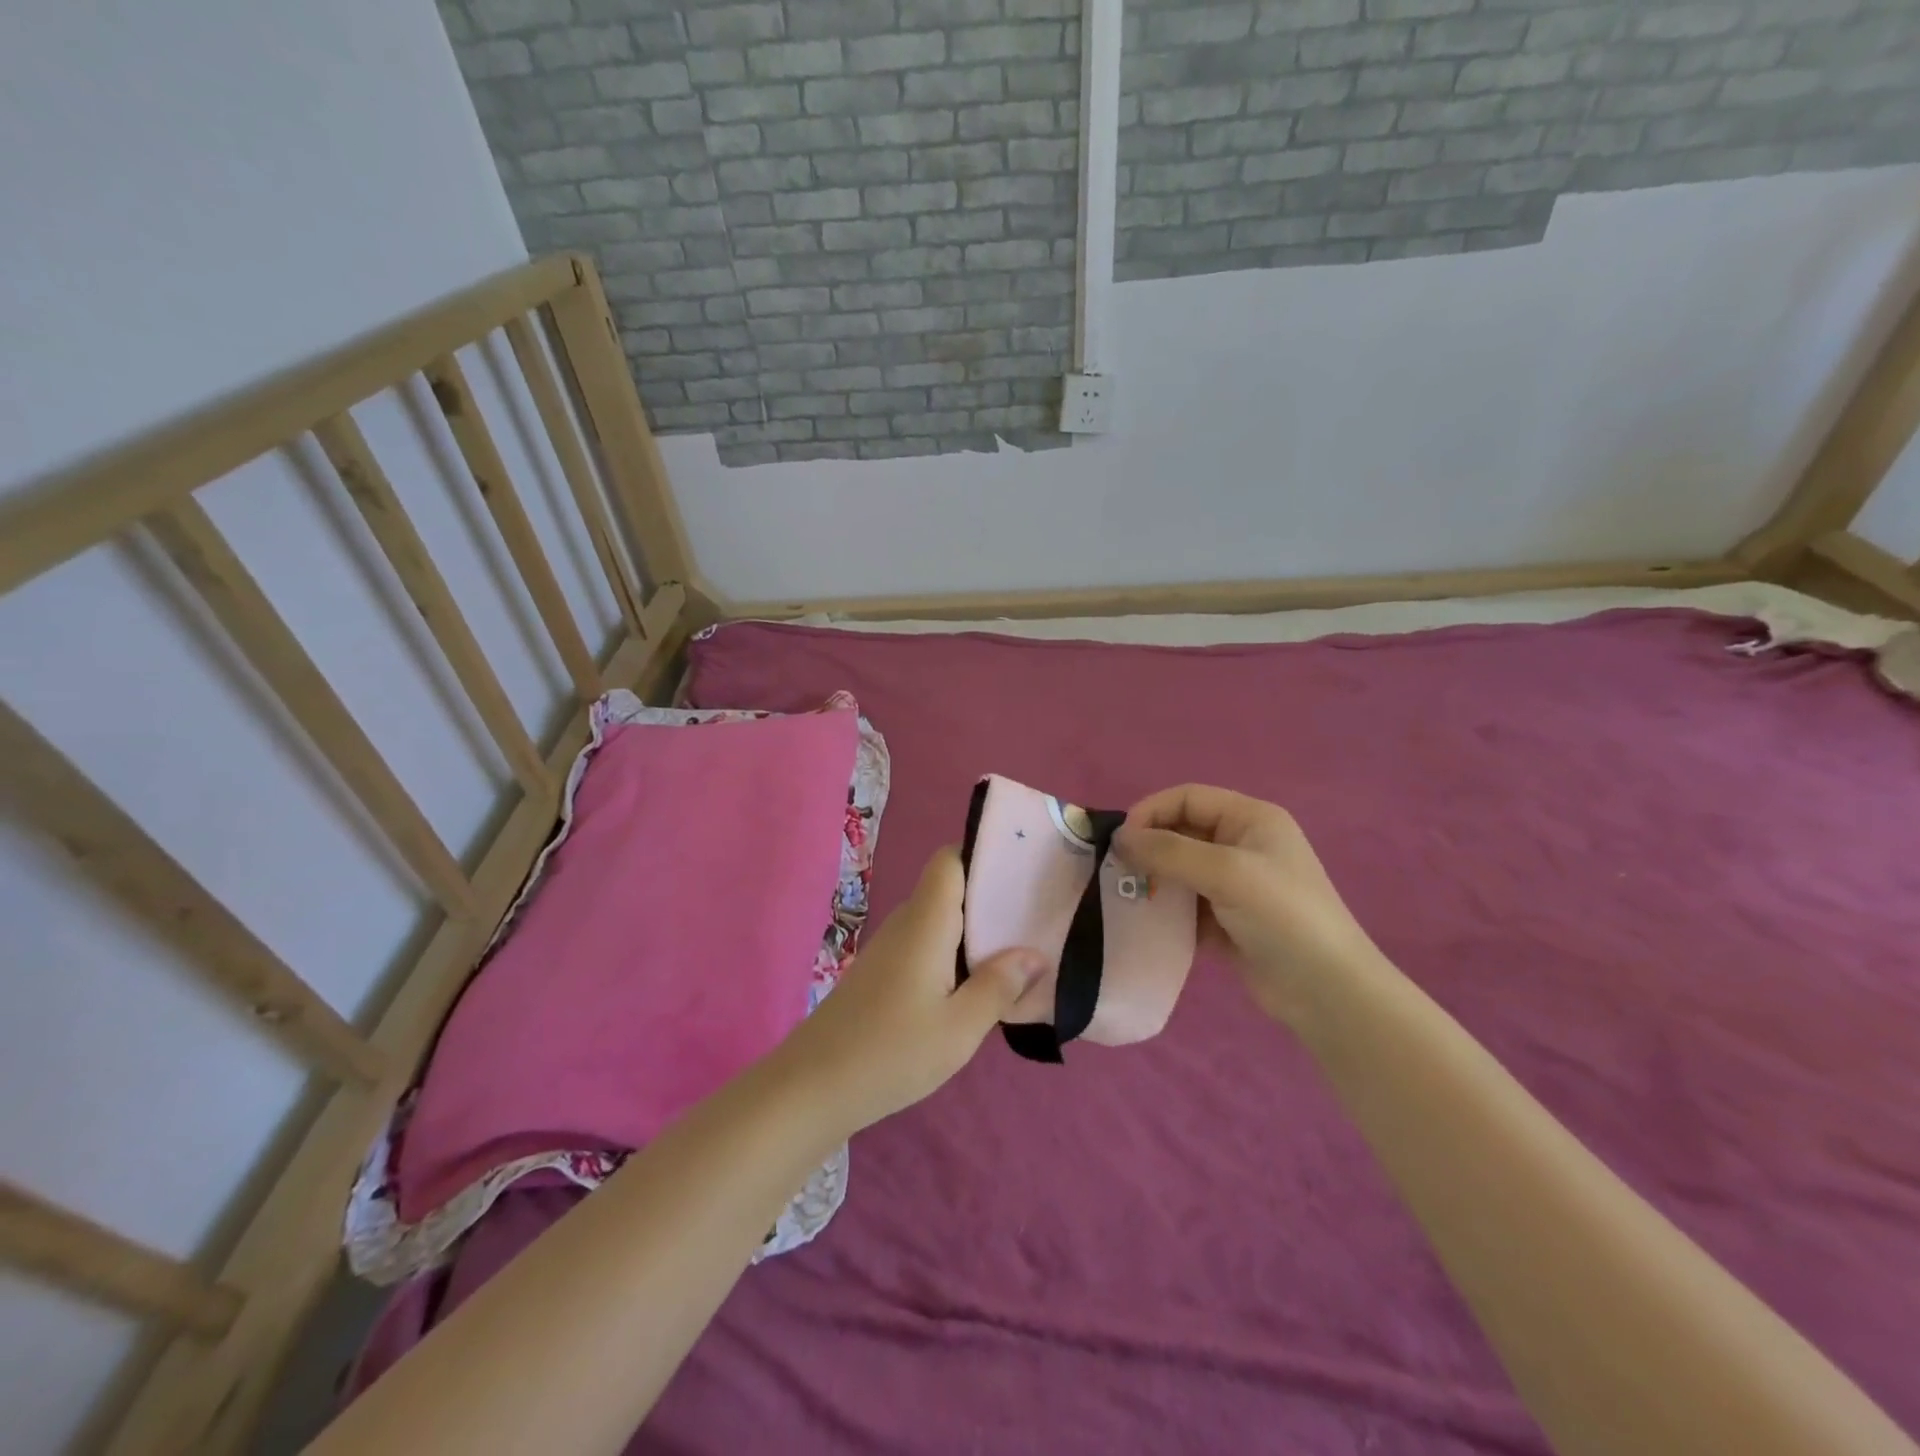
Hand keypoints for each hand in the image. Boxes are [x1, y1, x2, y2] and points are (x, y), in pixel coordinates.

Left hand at [774, 847, 1046, 1135]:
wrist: (812, 1087)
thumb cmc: (891, 1052)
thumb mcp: (959, 1027)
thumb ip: (999, 986)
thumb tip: (1034, 954)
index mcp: (925, 922)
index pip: (949, 860)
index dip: (982, 855)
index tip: (1022, 870)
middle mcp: (906, 924)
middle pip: (950, 889)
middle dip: (991, 898)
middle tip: (1037, 915)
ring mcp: (891, 949)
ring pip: (940, 921)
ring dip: (975, 932)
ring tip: (1018, 950)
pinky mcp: (883, 973)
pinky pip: (927, 946)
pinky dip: (955, 956)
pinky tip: (977, 986)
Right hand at [1114, 785, 1381, 1025]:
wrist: (1327, 992)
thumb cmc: (1282, 916)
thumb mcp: (1226, 872)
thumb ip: (1169, 851)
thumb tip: (1120, 838)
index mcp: (1250, 819)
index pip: (1188, 798)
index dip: (1151, 811)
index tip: (1121, 841)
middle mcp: (1242, 844)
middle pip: (1181, 832)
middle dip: (1149, 848)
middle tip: (1118, 871)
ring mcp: (1236, 884)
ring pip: (1180, 870)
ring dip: (1153, 880)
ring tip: (1126, 898)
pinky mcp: (1228, 920)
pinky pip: (1186, 904)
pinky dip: (1165, 910)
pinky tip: (1146, 923)